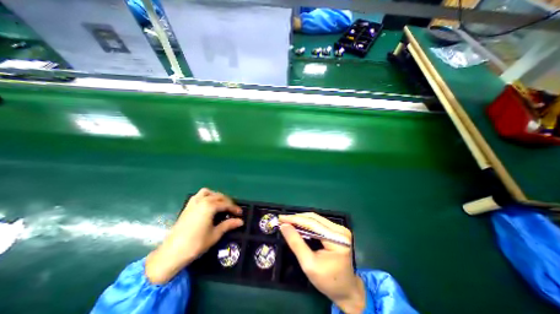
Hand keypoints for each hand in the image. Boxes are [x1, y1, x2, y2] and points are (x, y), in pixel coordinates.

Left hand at [144, 189, 243, 284]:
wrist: (172, 253)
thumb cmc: (196, 243)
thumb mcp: (215, 234)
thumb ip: (228, 225)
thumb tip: (241, 221)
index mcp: (209, 206)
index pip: (226, 204)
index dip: (234, 208)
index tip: (240, 213)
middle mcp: (202, 200)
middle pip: (218, 196)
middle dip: (227, 202)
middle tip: (232, 210)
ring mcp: (193, 202)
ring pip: (208, 192)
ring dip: (216, 196)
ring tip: (221, 204)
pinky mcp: (187, 207)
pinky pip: (198, 195)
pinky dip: (206, 196)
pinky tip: (208, 205)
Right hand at [277, 213, 365, 312]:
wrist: (346, 290)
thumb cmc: (328, 281)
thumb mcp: (308, 264)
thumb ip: (296, 243)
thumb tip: (284, 226)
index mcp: (337, 239)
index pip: (312, 223)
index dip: (295, 219)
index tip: (281, 218)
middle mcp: (340, 230)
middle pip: (314, 218)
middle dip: (297, 218)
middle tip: (283, 220)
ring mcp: (340, 229)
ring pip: (316, 219)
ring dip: (301, 220)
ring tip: (288, 221)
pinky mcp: (338, 231)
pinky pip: (319, 223)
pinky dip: (307, 223)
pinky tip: (299, 225)